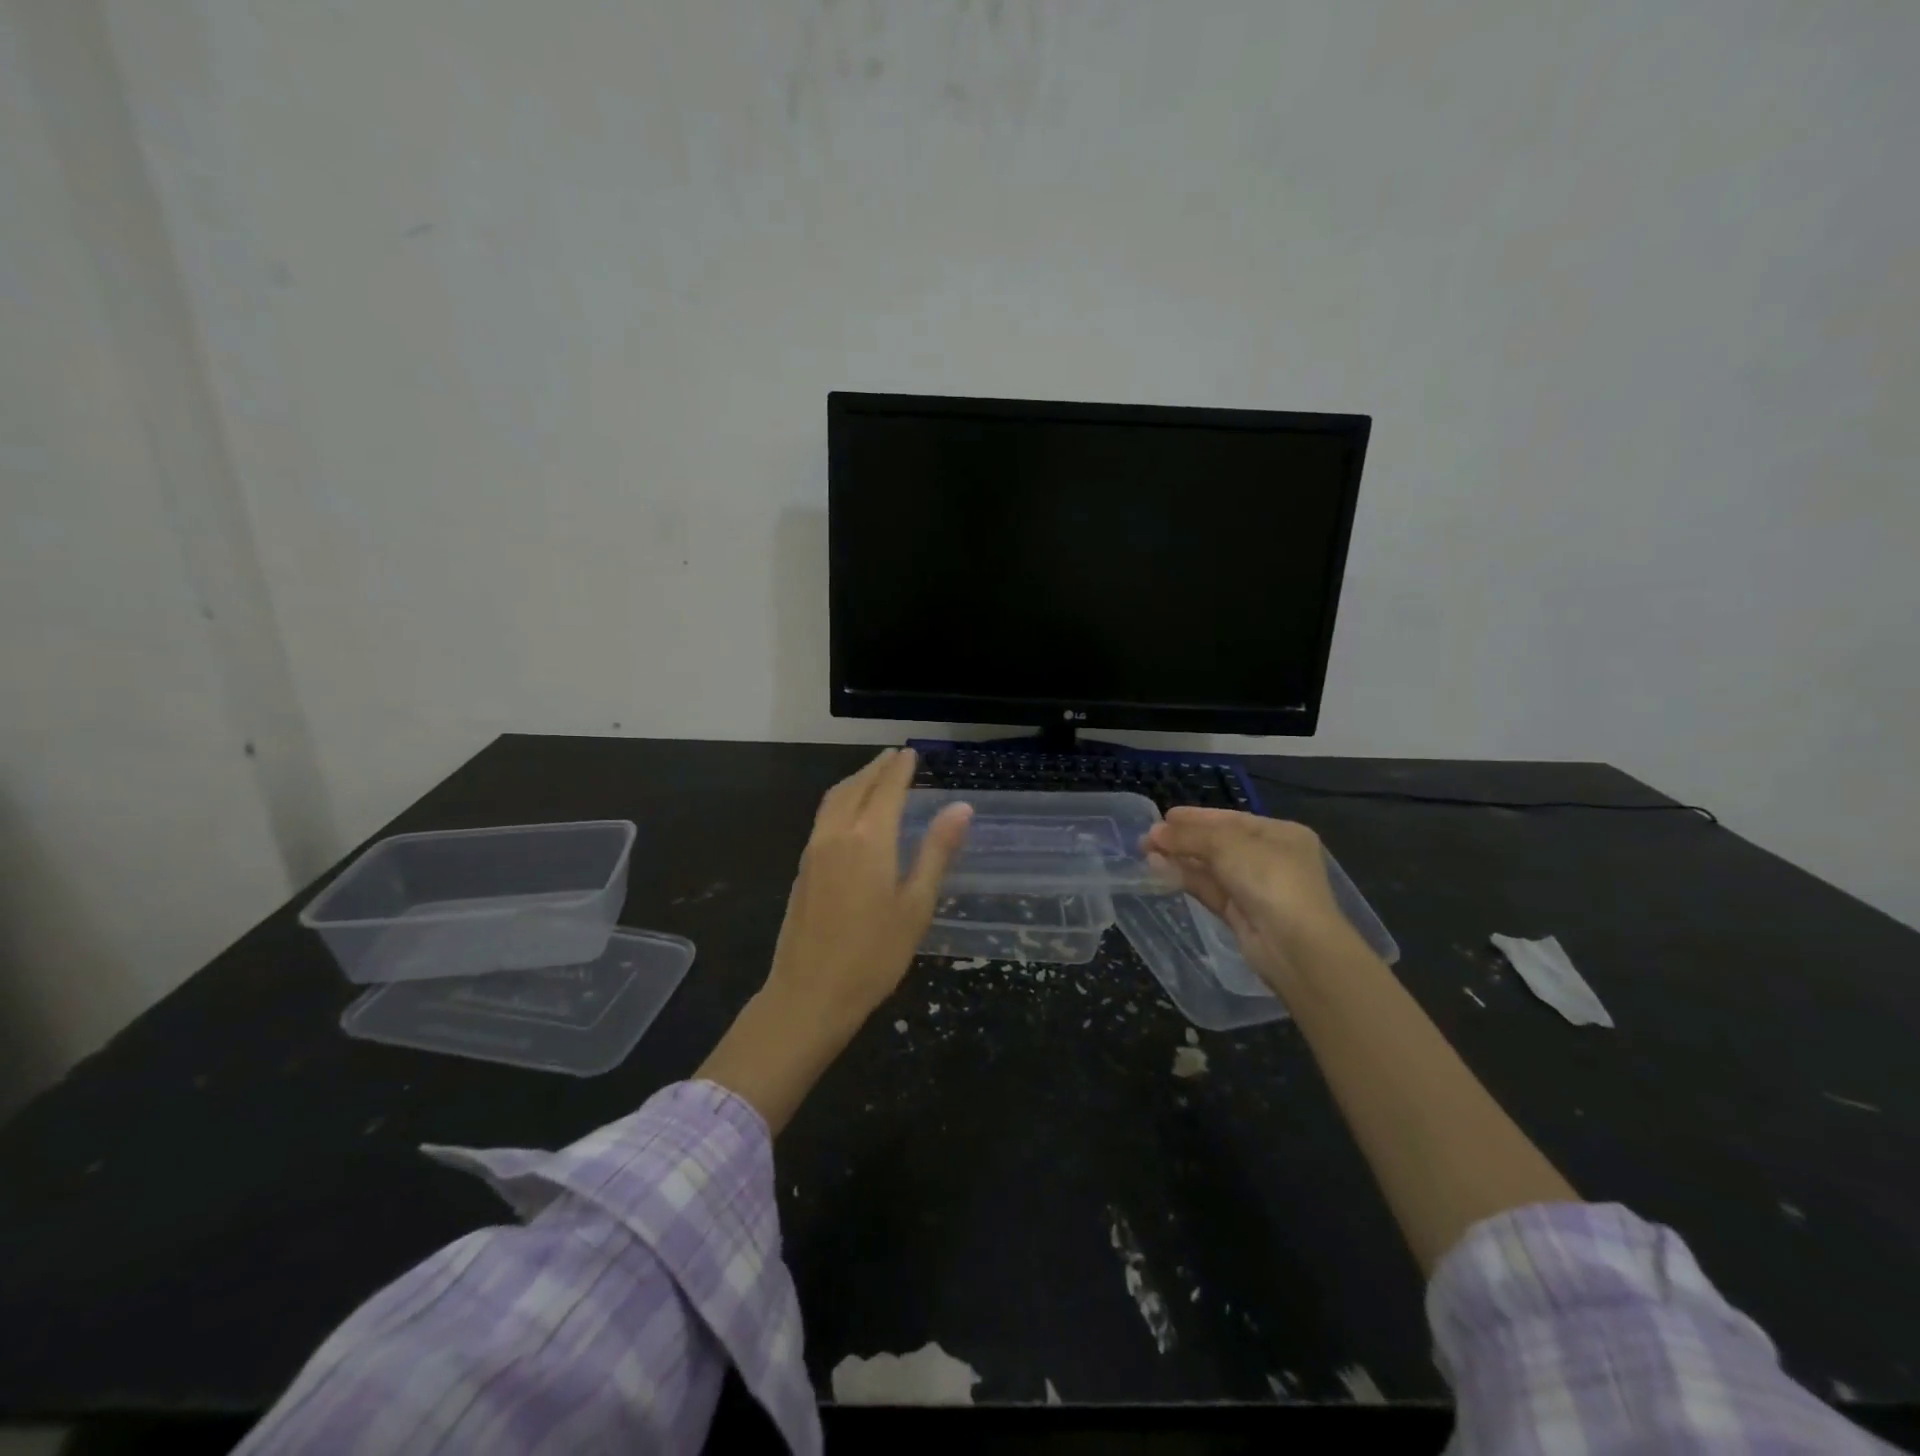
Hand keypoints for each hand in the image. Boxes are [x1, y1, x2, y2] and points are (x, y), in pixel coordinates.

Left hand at [697, 749, 971, 1133]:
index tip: (912, 753)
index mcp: (870, 839)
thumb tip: (961, 808)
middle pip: (857, 787)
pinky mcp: (803, 868)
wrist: (809, 994)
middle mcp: (837, 834)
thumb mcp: (916, 906)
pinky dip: (840, 799)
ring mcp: (814, 850)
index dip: (901, 769)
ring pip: (835, 799)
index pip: (887, 789)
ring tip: (873, 774)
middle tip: (895, 756)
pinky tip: (849, 812)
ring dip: (856, 780)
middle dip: (877, 768)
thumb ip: (937, 852)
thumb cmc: (874, 956)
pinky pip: (823, 816)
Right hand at [1144, 808, 1354, 994]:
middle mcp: (1271, 859)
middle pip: (1219, 844)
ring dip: (1180, 858)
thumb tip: (1154, 833)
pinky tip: (1159, 869)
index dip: (1197, 817)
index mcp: (1280, 834)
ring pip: (1211, 868)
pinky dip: (1185, 878)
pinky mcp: (1241, 915)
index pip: (1232, 820)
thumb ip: (1189, 836)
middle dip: (1184, 839)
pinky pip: (1209, 889)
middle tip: (1148, 837)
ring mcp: (1256, 889)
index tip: (1165, 816)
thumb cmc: (1269, 878)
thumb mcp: (1227, 845)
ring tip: (1146, 851)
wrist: (1294, 944)